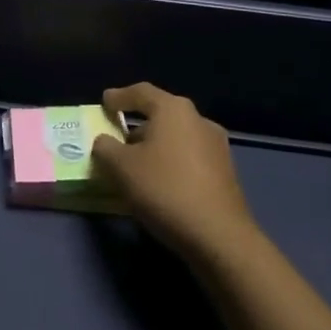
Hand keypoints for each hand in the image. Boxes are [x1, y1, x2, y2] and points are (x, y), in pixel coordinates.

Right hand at [93, 83, 256, 260]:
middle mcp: (198, 120)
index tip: (105, 102)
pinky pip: (189, 158)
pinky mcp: (225, 173)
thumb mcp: (121, 168)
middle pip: (161, 115)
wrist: (219, 237)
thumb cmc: (165, 189)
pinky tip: (160, 185)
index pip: (141, 92)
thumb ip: (105, 148)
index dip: (119, 96)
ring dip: (154, 147)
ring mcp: (217, 147)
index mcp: (173, 109)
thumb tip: (105, 142)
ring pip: (176, 138)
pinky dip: (171, 163)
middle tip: (116, 142)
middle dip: (136, 126)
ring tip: (136, 168)